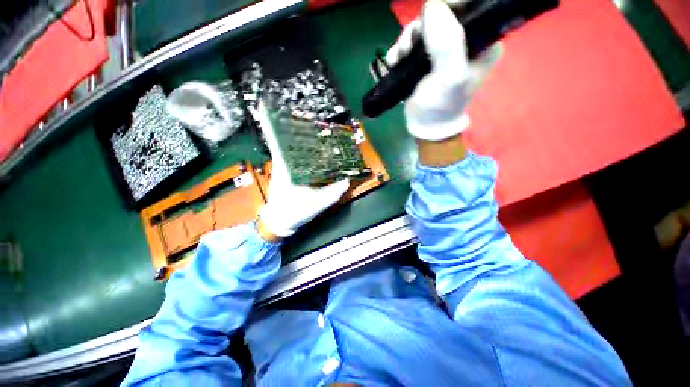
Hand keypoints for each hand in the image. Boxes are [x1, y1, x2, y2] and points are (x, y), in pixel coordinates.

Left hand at [255, 102, 349, 239]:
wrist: (279, 222)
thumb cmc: (294, 212)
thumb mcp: (316, 204)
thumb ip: (333, 193)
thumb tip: (347, 180)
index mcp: (286, 169)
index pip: (278, 142)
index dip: (271, 124)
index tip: (267, 105)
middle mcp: (283, 164)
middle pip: (285, 140)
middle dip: (291, 125)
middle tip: (304, 113)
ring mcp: (283, 168)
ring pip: (289, 147)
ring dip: (296, 135)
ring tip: (310, 126)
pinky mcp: (286, 172)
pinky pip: (293, 155)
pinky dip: (300, 148)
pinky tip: (312, 146)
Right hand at [386, 0, 501, 140]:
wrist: (425, 125)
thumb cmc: (441, 106)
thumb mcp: (449, 77)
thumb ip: (446, 43)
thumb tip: (432, 6)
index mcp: (482, 41)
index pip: (471, 6)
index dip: (449, 5)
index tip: (429, 16)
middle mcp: (466, 40)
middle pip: (444, 14)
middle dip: (421, 26)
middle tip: (408, 46)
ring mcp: (444, 48)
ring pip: (425, 27)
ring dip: (407, 40)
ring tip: (398, 57)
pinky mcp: (427, 57)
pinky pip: (414, 42)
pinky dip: (401, 48)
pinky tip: (394, 61)